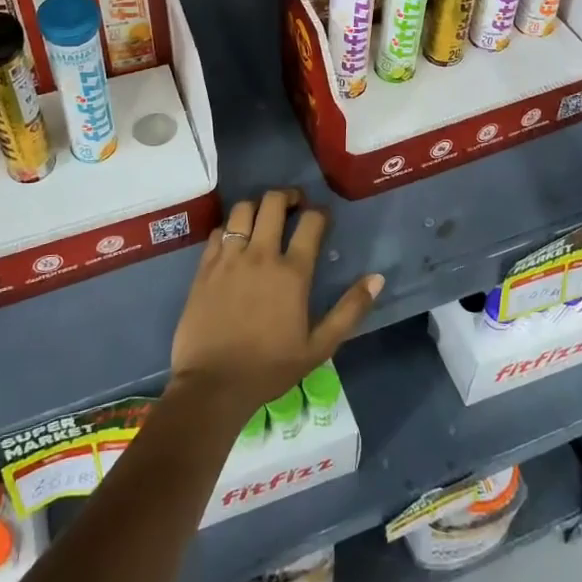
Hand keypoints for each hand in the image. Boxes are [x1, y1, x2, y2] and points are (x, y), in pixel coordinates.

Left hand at [169, 189, 382, 420]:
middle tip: (294, 204)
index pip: (310, 222)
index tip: (323, 216)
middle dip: (288, 196)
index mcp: (292, 273)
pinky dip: (230, 227)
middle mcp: (260, 255)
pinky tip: (235, 239)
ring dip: (257, 206)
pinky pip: (218, 231)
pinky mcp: (204, 267)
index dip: (320, 212)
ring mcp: (229, 258)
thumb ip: (350, 310)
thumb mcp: (320, 347)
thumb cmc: (270, 368)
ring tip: (264, 216)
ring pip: (242, 209)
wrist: (213, 385)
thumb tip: (376, 278)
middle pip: (273, 202)